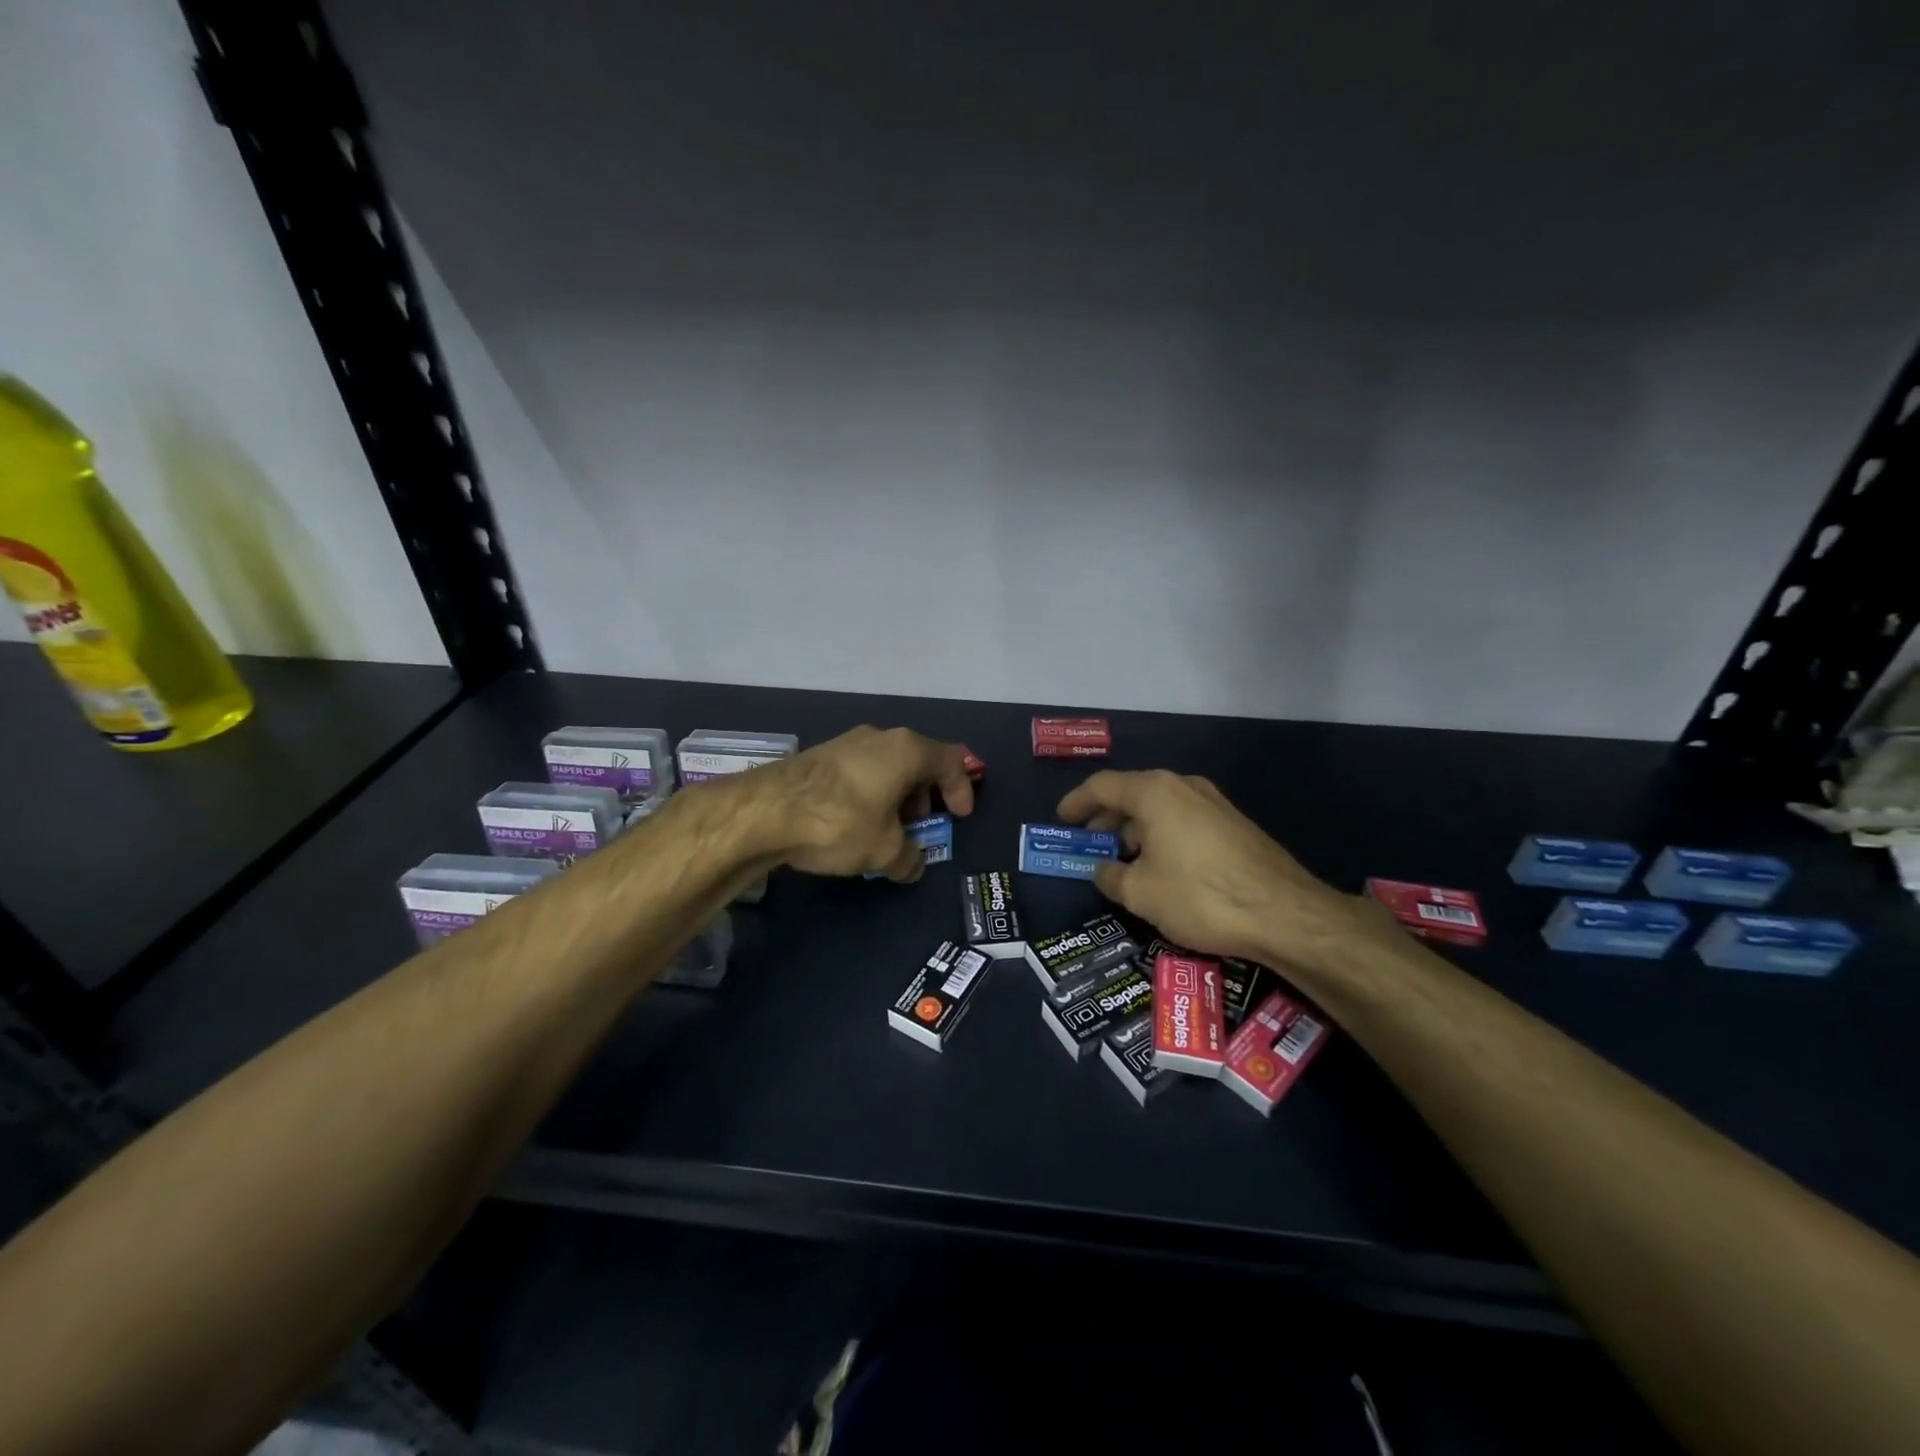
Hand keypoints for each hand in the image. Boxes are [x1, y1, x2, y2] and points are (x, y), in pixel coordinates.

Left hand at [744, 725, 974, 880]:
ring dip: (896, 797)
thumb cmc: (840, 822)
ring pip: (887, 766)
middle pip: (918, 761)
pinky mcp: (819, 756)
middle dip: (926, 795)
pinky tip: (856, 824)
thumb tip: (913, 865)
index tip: (960, 817)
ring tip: (888, 830)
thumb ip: (908, 858)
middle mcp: (879, 737)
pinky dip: (870, 795)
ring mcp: (846, 743)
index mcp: (906, 750)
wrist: (764, 811)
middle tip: (922, 825)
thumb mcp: (884, 850)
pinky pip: (860, 772)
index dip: (961, 789)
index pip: (950, 761)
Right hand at [1058, 769, 1379, 969]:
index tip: (1061, 821)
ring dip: (1135, 830)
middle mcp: (1183, 786)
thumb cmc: (1200, 896)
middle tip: (1087, 844)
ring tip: (1121, 862)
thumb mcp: (1141, 893)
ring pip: (1160, 809)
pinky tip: (1160, 868)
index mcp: (1154, 792)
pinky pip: (1183, 821)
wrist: (1286, 914)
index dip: (1076, 803)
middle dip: (1105, 819)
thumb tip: (1102, 870)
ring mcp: (1213, 803)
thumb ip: (1110, 876)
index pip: (1102, 786)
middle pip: (1132, 794)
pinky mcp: (1234, 825)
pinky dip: (1161, 837)